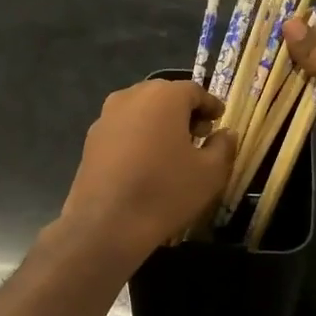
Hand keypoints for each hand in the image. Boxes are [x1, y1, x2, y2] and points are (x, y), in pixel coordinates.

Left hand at [58, 79, 235, 261]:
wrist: (106, 224)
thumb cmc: (166, 192)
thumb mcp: (210, 173)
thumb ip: (223, 146)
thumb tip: (225, 133)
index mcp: (163, 96)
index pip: (194, 91)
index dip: (210, 105)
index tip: (220, 121)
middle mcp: (131, 96)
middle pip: (164, 96)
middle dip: (184, 112)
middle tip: (200, 134)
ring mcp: (106, 117)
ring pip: (141, 112)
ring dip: (160, 124)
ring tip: (173, 150)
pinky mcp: (90, 140)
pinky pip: (123, 130)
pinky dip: (138, 137)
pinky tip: (146, 163)